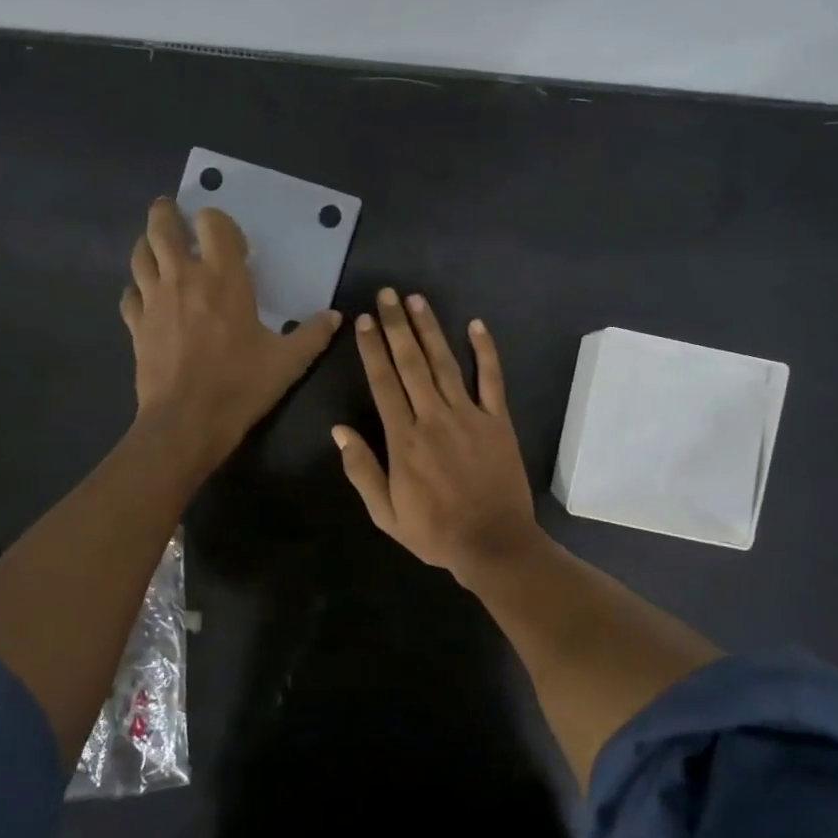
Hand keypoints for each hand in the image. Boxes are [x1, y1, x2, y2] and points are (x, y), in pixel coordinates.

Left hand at [122, 199, 340, 464]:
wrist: (187, 421)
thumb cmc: (241, 384)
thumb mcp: (288, 362)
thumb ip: (313, 335)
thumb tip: (335, 316)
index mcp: (223, 278)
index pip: (213, 224)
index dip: (217, 220)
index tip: (226, 235)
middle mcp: (184, 277)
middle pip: (164, 228)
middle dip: (167, 213)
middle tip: (171, 210)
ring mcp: (154, 300)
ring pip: (140, 255)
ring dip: (147, 243)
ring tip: (155, 244)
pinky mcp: (136, 325)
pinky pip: (129, 295)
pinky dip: (136, 288)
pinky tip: (144, 295)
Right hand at [333, 289, 542, 583]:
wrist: (494, 543)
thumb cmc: (435, 532)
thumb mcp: (386, 514)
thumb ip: (362, 470)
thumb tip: (339, 431)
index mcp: (403, 439)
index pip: (383, 383)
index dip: (372, 349)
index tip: (363, 321)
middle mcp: (433, 417)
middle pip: (411, 363)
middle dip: (396, 326)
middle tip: (387, 295)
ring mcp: (469, 415)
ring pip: (445, 363)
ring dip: (430, 329)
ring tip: (416, 300)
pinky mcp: (498, 420)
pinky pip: (491, 379)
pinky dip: (485, 351)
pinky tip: (476, 325)